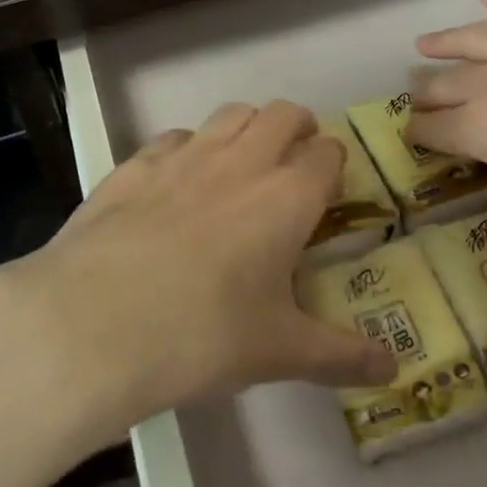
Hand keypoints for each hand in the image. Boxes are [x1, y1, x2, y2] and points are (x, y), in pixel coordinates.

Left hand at [11, 101, 396, 431]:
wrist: (93, 324)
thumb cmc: (202, 336)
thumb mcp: (278, 352)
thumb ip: (340, 357)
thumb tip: (393, 372)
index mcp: (287, 197)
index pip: (327, 154)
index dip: (333, 165)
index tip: (328, 190)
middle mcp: (242, 162)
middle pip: (283, 115)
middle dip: (298, 128)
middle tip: (294, 162)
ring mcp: (185, 156)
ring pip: (231, 114)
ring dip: (247, 128)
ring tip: (241, 164)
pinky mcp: (135, 164)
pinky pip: (175, 138)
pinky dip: (188, 149)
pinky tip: (176, 184)